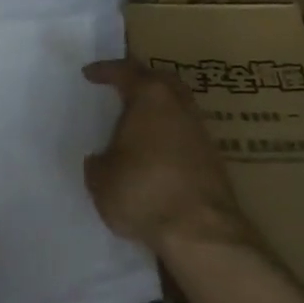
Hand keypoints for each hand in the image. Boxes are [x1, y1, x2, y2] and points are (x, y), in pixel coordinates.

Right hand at [82, 59, 251, 259]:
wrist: (200, 232)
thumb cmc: (143, 192)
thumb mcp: (101, 179)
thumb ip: (99, 162)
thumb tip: (101, 160)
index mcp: (150, 97)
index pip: (125, 71)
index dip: (105, 71)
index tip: (89, 74)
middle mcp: (179, 105)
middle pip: (160, 80)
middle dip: (141, 80)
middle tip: (121, 88)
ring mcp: (201, 131)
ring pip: (177, 106)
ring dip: (158, 109)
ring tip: (137, 123)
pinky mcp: (214, 158)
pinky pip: (185, 133)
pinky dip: (169, 135)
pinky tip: (156, 152)